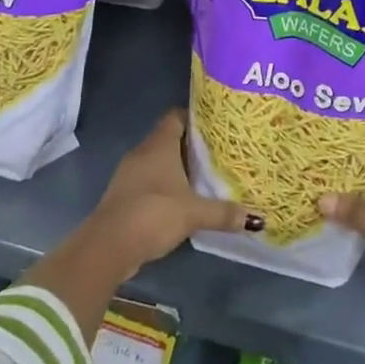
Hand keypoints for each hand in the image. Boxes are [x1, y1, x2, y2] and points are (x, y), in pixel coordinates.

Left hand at [85, 110, 264, 277]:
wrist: (108, 247)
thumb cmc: (153, 214)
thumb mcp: (194, 213)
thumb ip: (224, 213)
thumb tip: (256, 219)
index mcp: (159, 145)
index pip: (176, 117)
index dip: (195, 117)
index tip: (216, 125)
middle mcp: (142, 153)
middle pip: (169, 139)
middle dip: (191, 145)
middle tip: (219, 152)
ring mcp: (129, 174)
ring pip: (158, 161)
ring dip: (177, 168)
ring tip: (205, 175)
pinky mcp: (124, 195)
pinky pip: (149, 181)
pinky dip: (165, 186)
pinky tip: (183, 199)